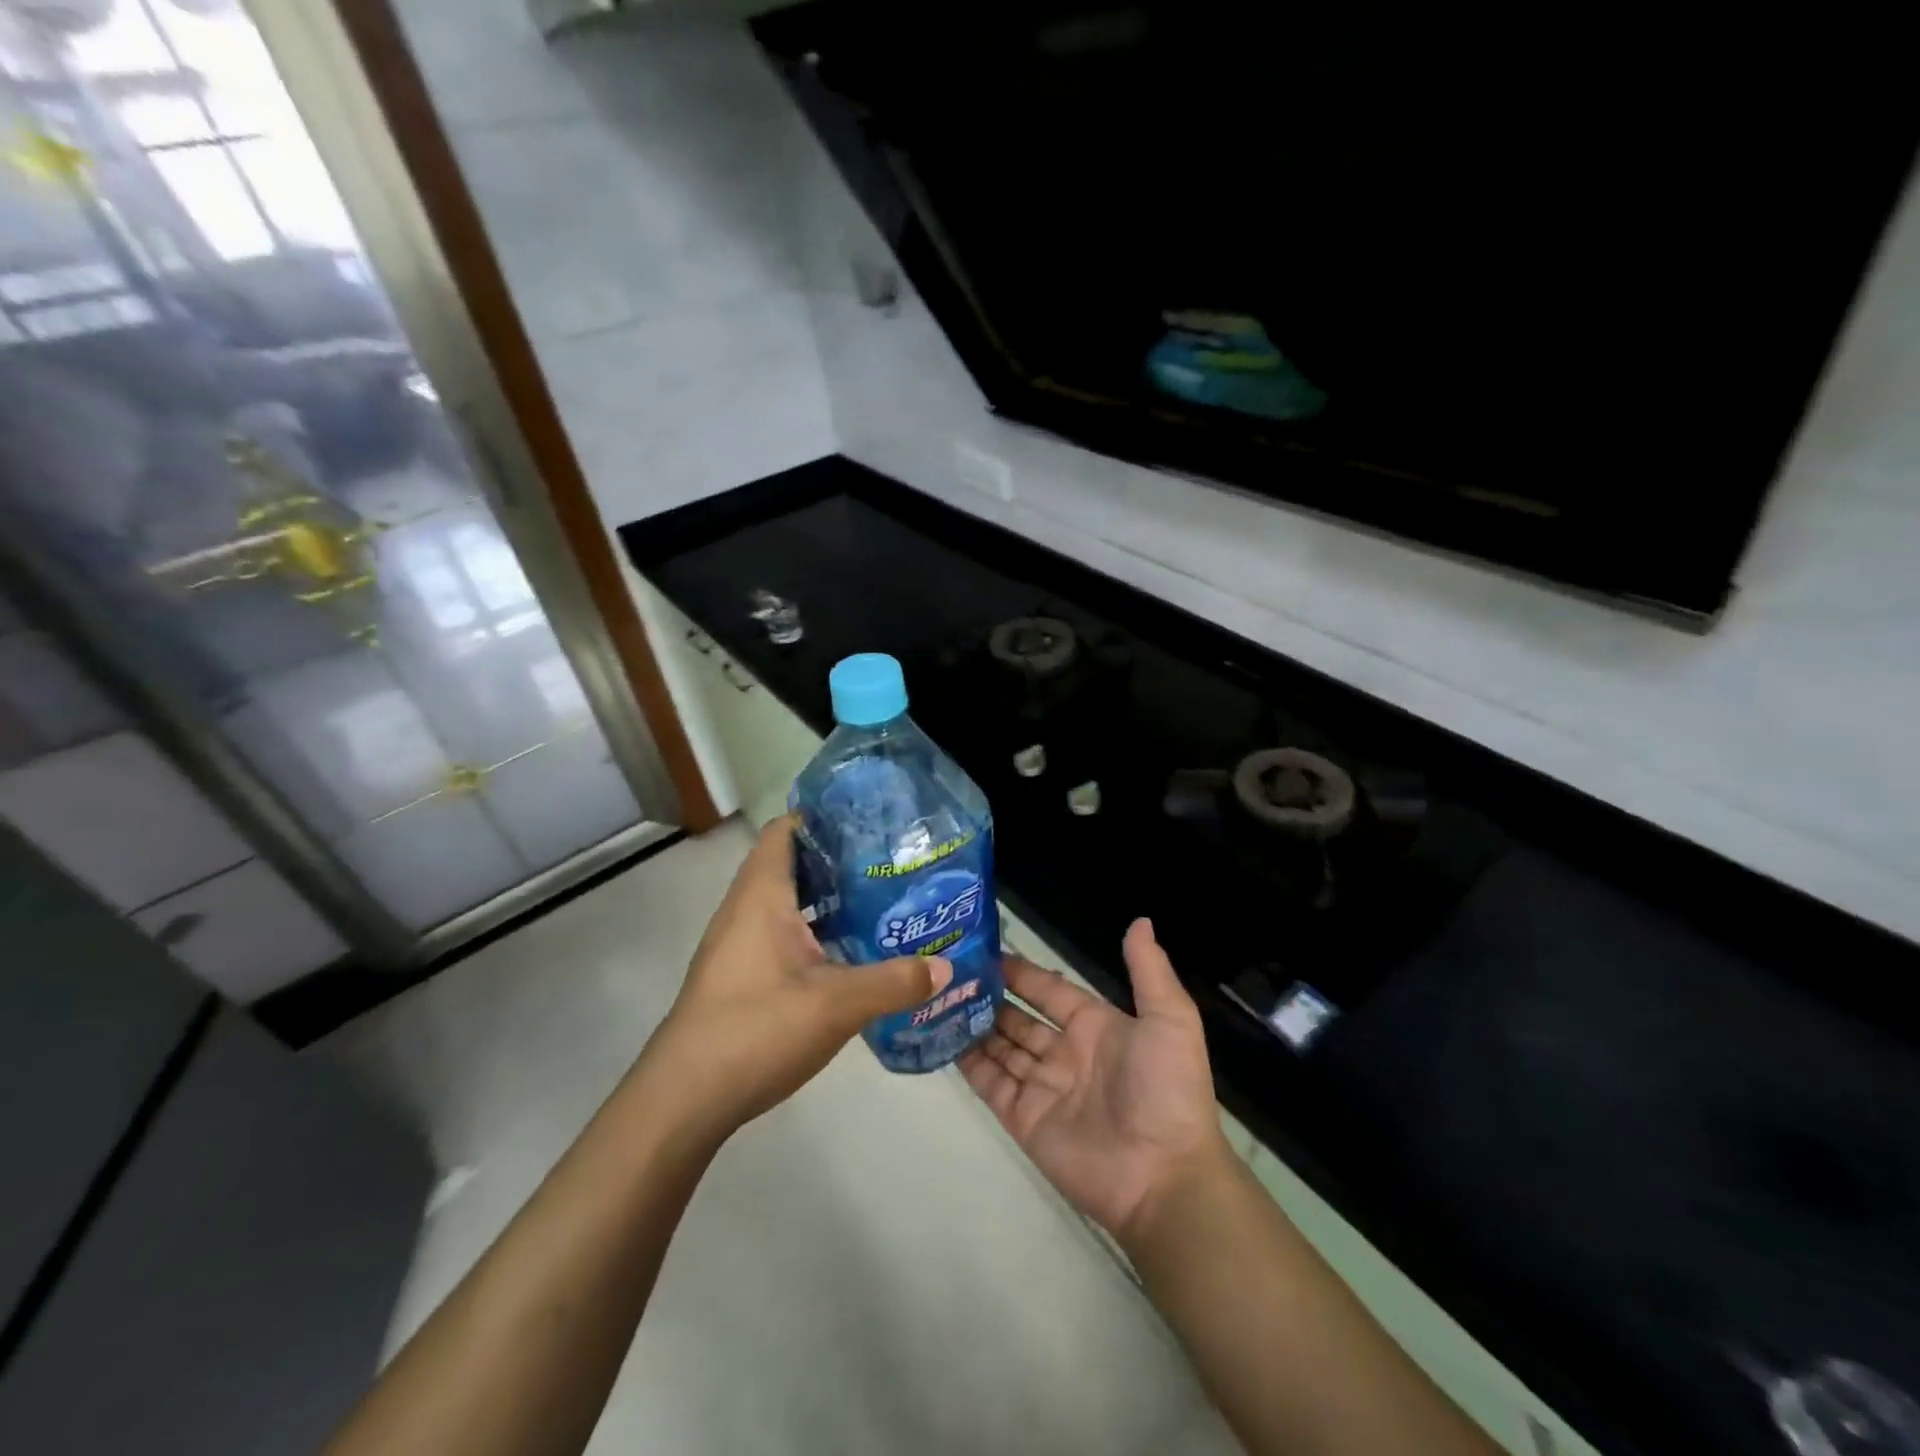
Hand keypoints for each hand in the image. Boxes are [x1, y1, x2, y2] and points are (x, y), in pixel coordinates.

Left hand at [644, 816, 950, 1135]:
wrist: (684, 1099)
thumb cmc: (756, 1029)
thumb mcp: (836, 1005)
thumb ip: (895, 982)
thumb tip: (946, 968)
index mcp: (762, 895)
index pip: (786, 830)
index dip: (823, 817)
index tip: (870, 821)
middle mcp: (746, 909)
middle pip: (792, 864)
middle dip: (838, 859)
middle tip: (890, 863)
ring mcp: (739, 944)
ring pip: (788, 903)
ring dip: (828, 900)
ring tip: (880, 902)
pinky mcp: (740, 975)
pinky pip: (782, 934)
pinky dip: (814, 933)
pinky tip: (849, 954)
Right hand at [960, 920, 1229, 1242]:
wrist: (1163, 1177)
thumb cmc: (1165, 1090)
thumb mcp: (1170, 1019)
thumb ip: (1148, 970)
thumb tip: (1140, 919)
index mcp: (1095, 1027)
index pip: (1050, 990)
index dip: (1022, 972)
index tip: (986, 951)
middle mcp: (1065, 1053)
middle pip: (1019, 1018)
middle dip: (991, 997)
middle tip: (951, 973)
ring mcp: (1042, 1087)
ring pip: (1001, 1047)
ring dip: (975, 1025)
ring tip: (940, 999)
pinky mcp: (1023, 1119)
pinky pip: (991, 1084)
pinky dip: (968, 1063)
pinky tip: (943, 1039)